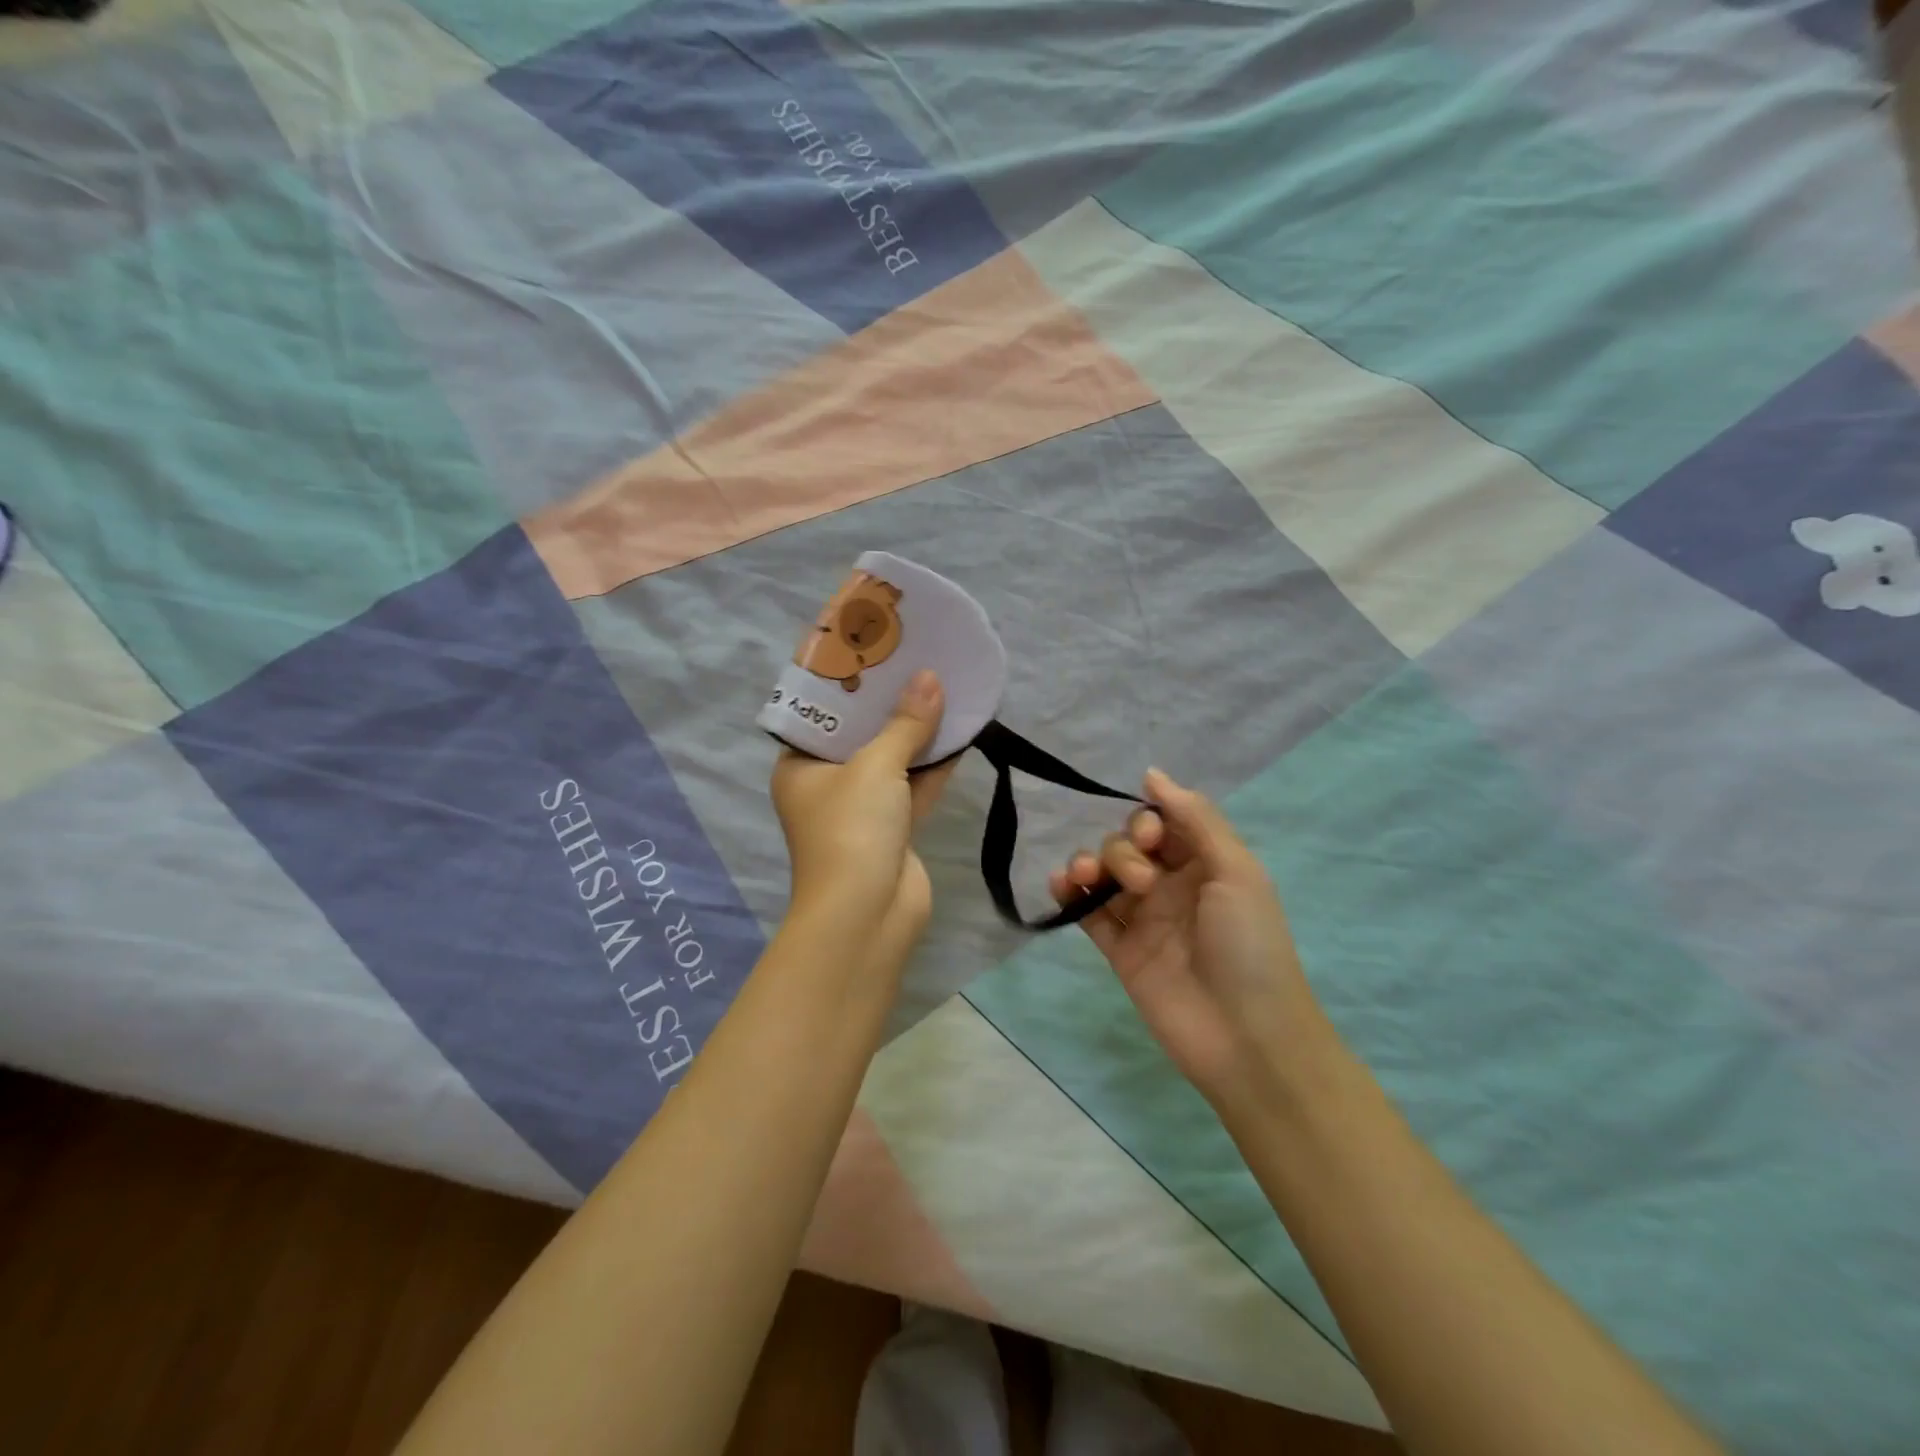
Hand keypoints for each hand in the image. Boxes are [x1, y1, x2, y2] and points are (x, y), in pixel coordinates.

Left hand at [771, 670, 954, 961]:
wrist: (869, 915)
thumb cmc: (852, 830)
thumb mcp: (875, 767)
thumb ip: (905, 724)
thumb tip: (931, 679)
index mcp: (801, 766)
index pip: (822, 714)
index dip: (848, 682)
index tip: (874, 649)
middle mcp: (828, 785)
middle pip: (861, 733)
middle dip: (889, 702)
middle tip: (914, 658)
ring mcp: (863, 809)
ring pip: (892, 759)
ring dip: (917, 730)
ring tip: (943, 684)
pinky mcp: (895, 828)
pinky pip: (915, 785)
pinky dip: (934, 763)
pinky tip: (960, 729)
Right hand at [1049, 768, 1333, 1112]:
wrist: (1245, 1037)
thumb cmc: (1249, 946)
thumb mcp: (1237, 871)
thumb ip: (1196, 819)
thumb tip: (1152, 773)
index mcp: (1206, 864)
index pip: (1163, 822)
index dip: (1147, 820)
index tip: (1149, 839)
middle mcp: (1172, 885)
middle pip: (1128, 844)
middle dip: (1124, 849)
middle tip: (1143, 882)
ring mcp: (1144, 918)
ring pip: (1104, 873)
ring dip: (1090, 863)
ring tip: (1086, 877)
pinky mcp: (1120, 949)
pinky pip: (1089, 911)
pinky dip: (1070, 894)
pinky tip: (1061, 884)